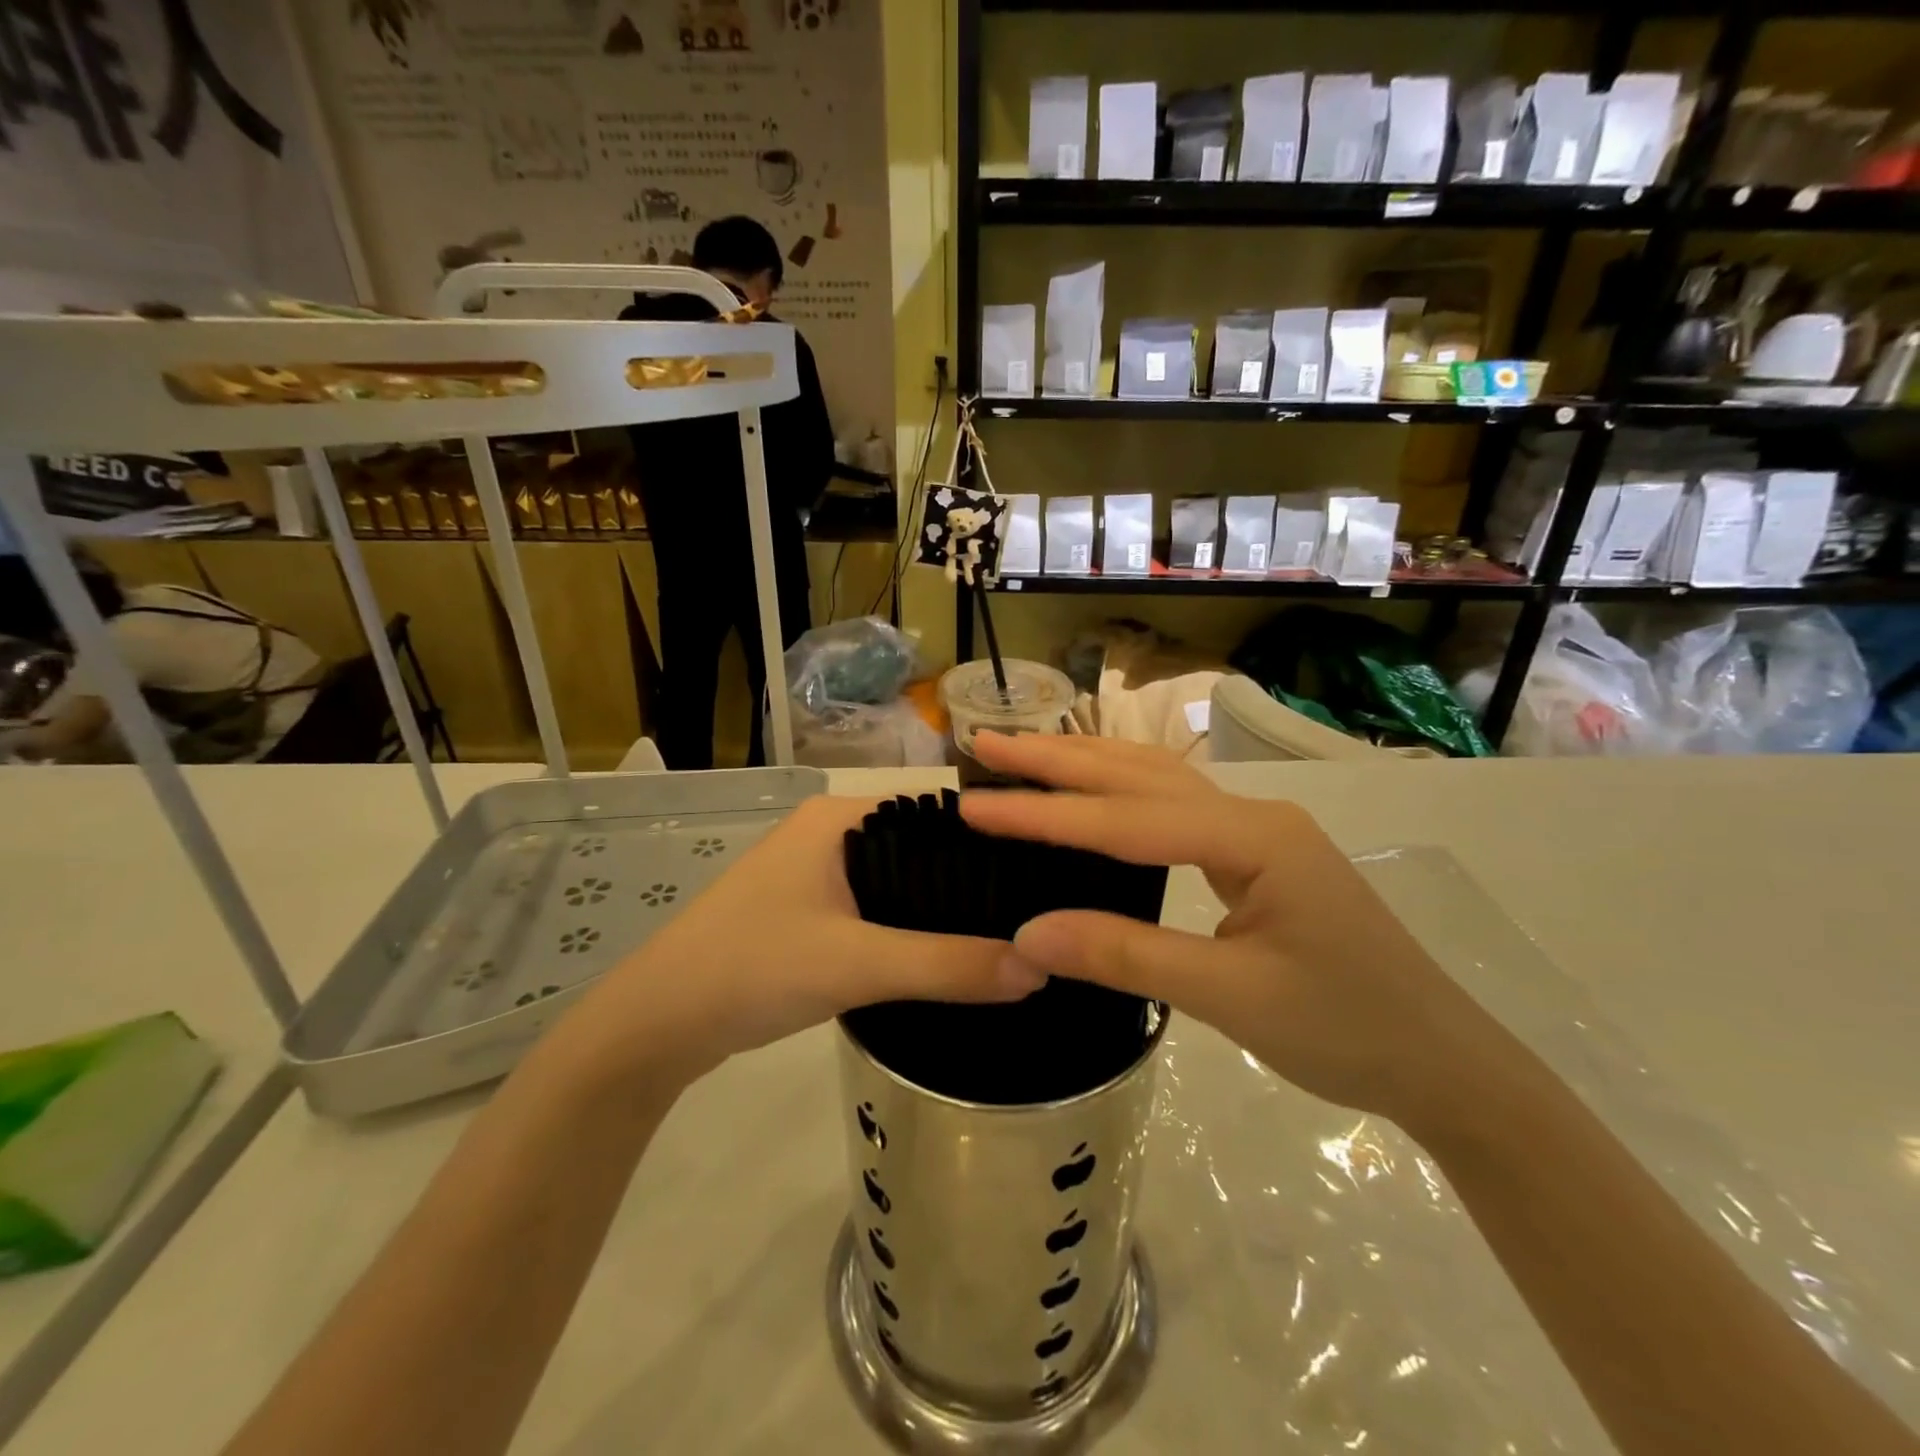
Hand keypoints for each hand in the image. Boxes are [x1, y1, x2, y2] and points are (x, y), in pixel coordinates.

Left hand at [558, 795, 1045, 1086]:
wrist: (659, 1023)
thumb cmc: (753, 968)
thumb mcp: (856, 964)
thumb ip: (947, 965)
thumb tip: (1039, 966)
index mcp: (842, 818)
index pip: (939, 812)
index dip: (994, 839)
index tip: (1049, 872)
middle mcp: (834, 833)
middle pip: (924, 849)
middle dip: (974, 881)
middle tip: (1039, 914)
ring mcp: (819, 872)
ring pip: (903, 882)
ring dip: (944, 908)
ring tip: (1012, 934)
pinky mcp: (812, 911)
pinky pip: (881, 909)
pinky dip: (914, 928)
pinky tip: (951, 954)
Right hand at [959, 733, 1512, 1132]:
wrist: (1441, 1062)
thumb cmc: (1346, 1029)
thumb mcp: (1231, 998)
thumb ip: (1128, 956)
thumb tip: (1027, 935)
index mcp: (1254, 836)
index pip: (1127, 820)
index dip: (1046, 815)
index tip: (975, 806)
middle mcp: (1251, 814)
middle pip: (1138, 775)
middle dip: (1057, 760)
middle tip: (985, 744)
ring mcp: (1254, 832)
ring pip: (1154, 783)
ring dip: (1085, 766)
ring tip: (1021, 755)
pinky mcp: (1252, 856)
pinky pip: (1170, 811)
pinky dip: (1116, 795)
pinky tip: (1089, 792)